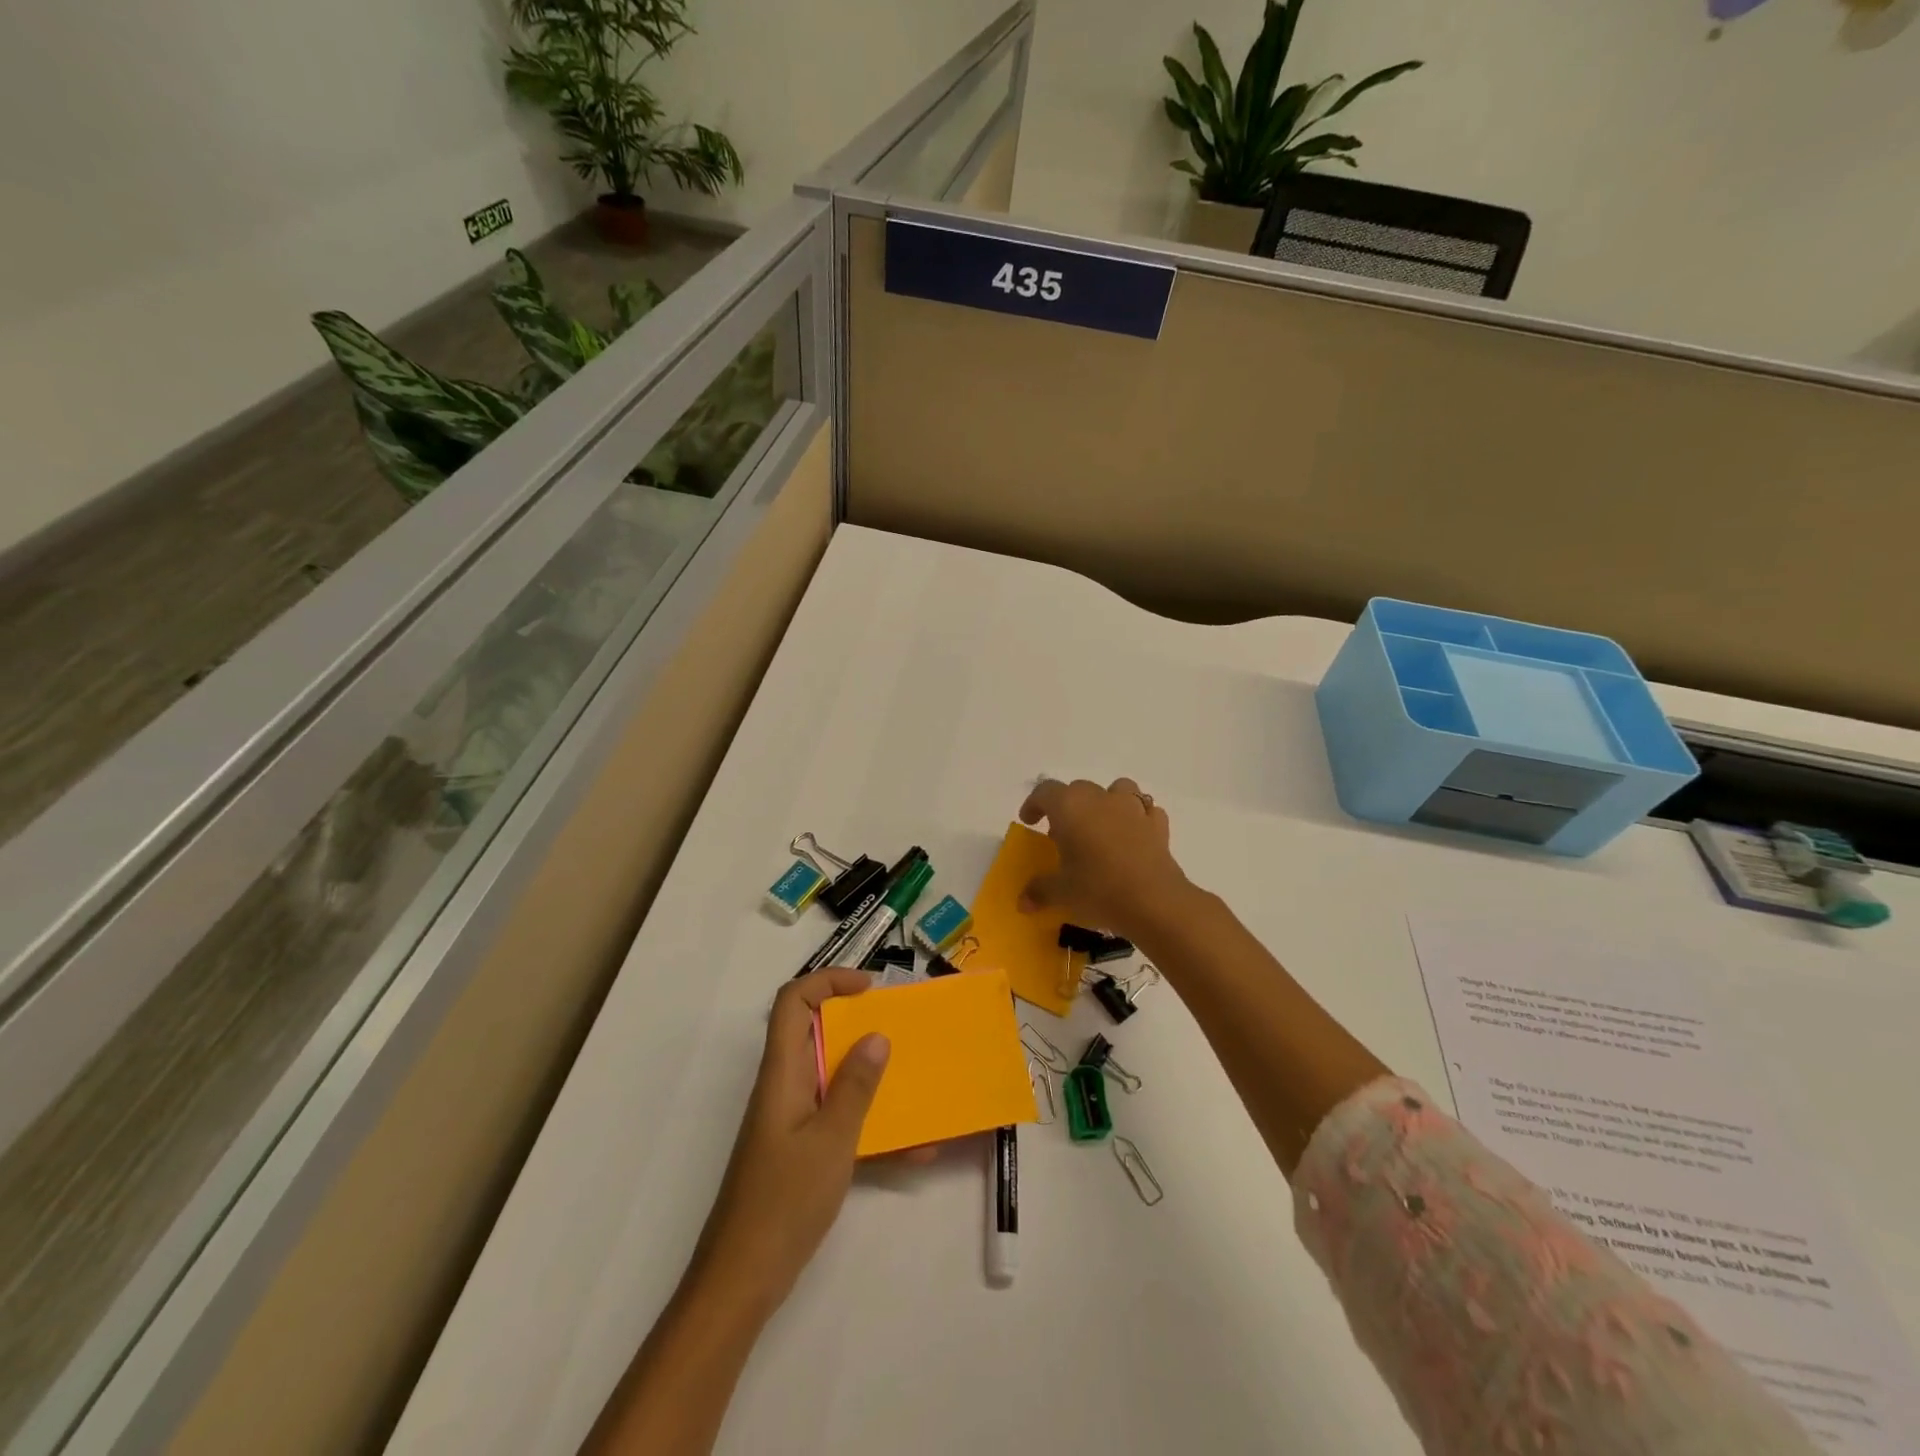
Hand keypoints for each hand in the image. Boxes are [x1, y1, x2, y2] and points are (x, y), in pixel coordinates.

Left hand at [688, 969, 889, 1316]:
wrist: (742, 1280)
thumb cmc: (783, 1201)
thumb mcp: (831, 1141)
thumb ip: (855, 1087)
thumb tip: (876, 1036)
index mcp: (782, 1073)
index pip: (793, 1002)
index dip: (828, 981)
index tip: (870, 988)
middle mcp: (785, 1086)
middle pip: (816, 1034)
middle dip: (859, 1026)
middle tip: (901, 1030)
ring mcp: (792, 1119)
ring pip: (833, 1078)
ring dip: (872, 1077)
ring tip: (915, 1083)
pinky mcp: (801, 1150)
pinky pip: (840, 1121)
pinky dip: (873, 1127)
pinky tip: (915, 1151)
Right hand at [1017, 776, 1193, 943]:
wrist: (1154, 901)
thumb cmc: (1098, 889)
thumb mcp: (1061, 893)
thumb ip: (1039, 891)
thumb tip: (1023, 901)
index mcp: (1069, 807)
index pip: (1045, 791)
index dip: (1034, 804)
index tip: (1030, 822)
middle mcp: (1100, 798)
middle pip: (1078, 789)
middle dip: (1067, 807)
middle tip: (1062, 834)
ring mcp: (1132, 808)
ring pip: (1116, 789)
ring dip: (1105, 802)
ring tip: (1100, 826)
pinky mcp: (1157, 825)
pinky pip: (1144, 810)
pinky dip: (1135, 818)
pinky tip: (1131, 837)